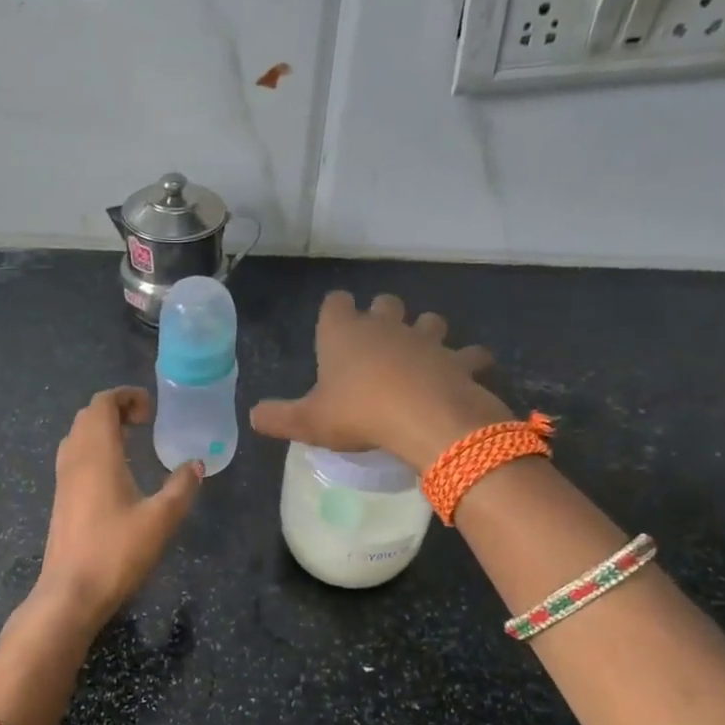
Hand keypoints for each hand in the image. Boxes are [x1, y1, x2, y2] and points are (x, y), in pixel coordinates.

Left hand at [36, 387, 201, 629]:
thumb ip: (181, 487)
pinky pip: (74, 457)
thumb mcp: (161, 519)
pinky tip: (116, 474)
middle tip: (145, 422)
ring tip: (132, 442)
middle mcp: (74, 459)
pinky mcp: (61, 500)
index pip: (102, 404)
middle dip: (115, 410)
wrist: (71, 593)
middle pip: (87, 416)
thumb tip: (195, 464)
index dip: (125, 396)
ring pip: (77, 436)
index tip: (152, 409)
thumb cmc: (117, 552)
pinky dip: (94, 450)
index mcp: (96, 454)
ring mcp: (63, 480)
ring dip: (102, 429)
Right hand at [250, 291, 508, 471]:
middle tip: (376, 342)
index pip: (336, 303)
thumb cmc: (358, 414)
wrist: (423, 419)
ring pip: (430, 320)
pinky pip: (470, 354)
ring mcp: (426, 340)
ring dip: (426, 331)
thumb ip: (278, 417)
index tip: (334, 326)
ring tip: (420, 353)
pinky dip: (469, 361)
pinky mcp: (458, 361)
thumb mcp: (308, 422)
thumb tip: (254, 416)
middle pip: (386, 303)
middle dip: (383, 315)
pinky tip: (464, 373)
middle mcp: (385, 327)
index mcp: (343, 333)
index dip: (335, 311)